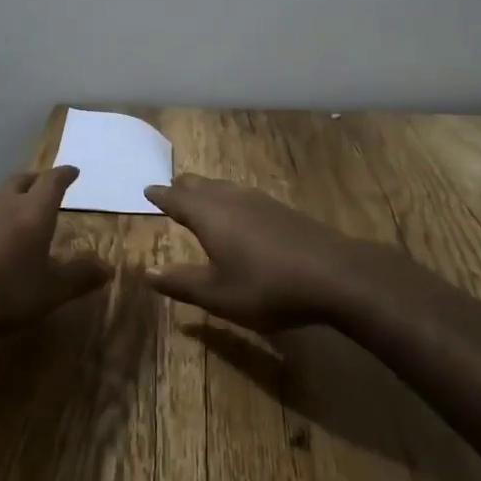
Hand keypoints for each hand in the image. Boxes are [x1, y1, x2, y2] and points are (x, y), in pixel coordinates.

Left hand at [0, 167, 109, 360]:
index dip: (65, 175)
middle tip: (44, 186)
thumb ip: (79, 278)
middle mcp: (4, 201)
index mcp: (34, 212)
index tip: (72, 171)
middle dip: (36, 180)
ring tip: (11, 206)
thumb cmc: (1, 293)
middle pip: (23, 180)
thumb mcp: (49, 293)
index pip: (53, 182)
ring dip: (6, 196)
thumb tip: (108, 267)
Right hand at [142, 176, 364, 330]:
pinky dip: (231, 197)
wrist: (334, 274)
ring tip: (202, 193)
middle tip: (173, 186)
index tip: (148, 189)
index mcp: (208, 215)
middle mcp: (231, 199)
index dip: (161, 196)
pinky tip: (242, 210)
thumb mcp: (218, 295)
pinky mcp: (283, 210)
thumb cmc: (266, 286)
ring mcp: (260, 201)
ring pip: (225, 187)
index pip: (177, 199)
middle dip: (184, 186)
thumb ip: (181, 283)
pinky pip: (245, 195)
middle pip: (201, 185)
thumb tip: (147, 272)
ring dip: (209, 189)